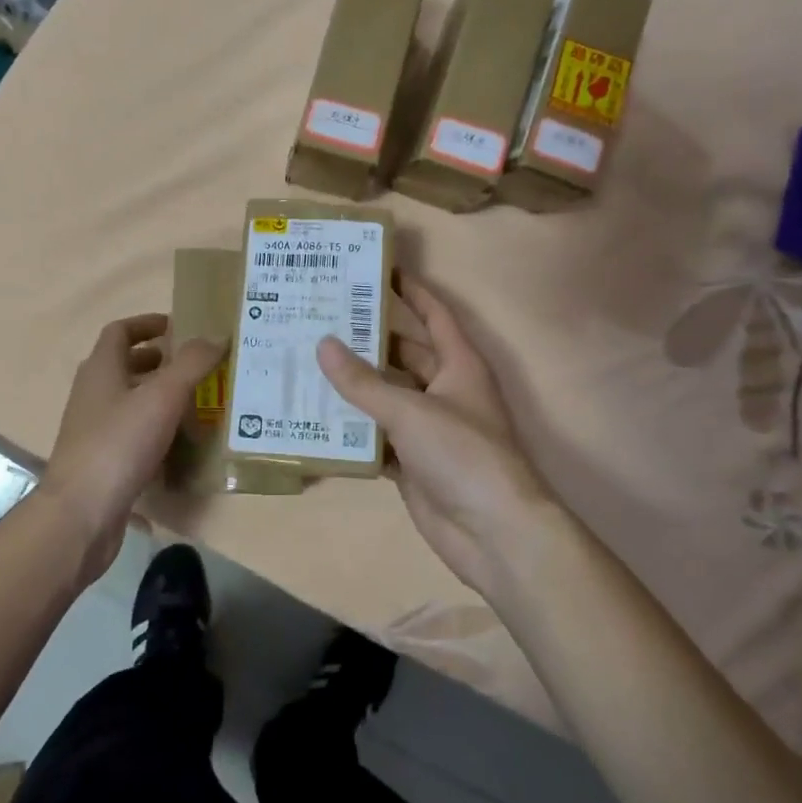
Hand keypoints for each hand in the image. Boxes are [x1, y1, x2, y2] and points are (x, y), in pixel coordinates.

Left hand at [40, 314, 223, 580]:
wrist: (81, 514)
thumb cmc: (119, 444)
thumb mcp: (162, 397)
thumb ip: (192, 364)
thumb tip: (217, 335)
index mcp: (101, 369)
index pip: (120, 331)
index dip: (148, 323)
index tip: (179, 327)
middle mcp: (93, 393)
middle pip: (125, 365)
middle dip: (159, 361)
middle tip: (196, 365)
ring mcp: (94, 429)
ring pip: (129, 401)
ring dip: (158, 396)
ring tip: (197, 401)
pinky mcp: (101, 460)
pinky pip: (131, 433)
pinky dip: (154, 429)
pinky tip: (180, 443)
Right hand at [317, 276, 555, 597]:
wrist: (494, 533)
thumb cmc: (464, 454)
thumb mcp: (411, 410)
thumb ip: (364, 381)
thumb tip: (322, 344)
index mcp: (459, 365)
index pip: (434, 314)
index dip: (410, 290)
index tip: (376, 268)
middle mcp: (445, 390)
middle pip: (403, 354)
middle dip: (367, 339)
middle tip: (321, 320)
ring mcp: (429, 429)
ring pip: (386, 396)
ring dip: (354, 386)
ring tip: (307, 362)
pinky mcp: (413, 463)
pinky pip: (377, 437)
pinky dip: (352, 429)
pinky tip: (316, 418)